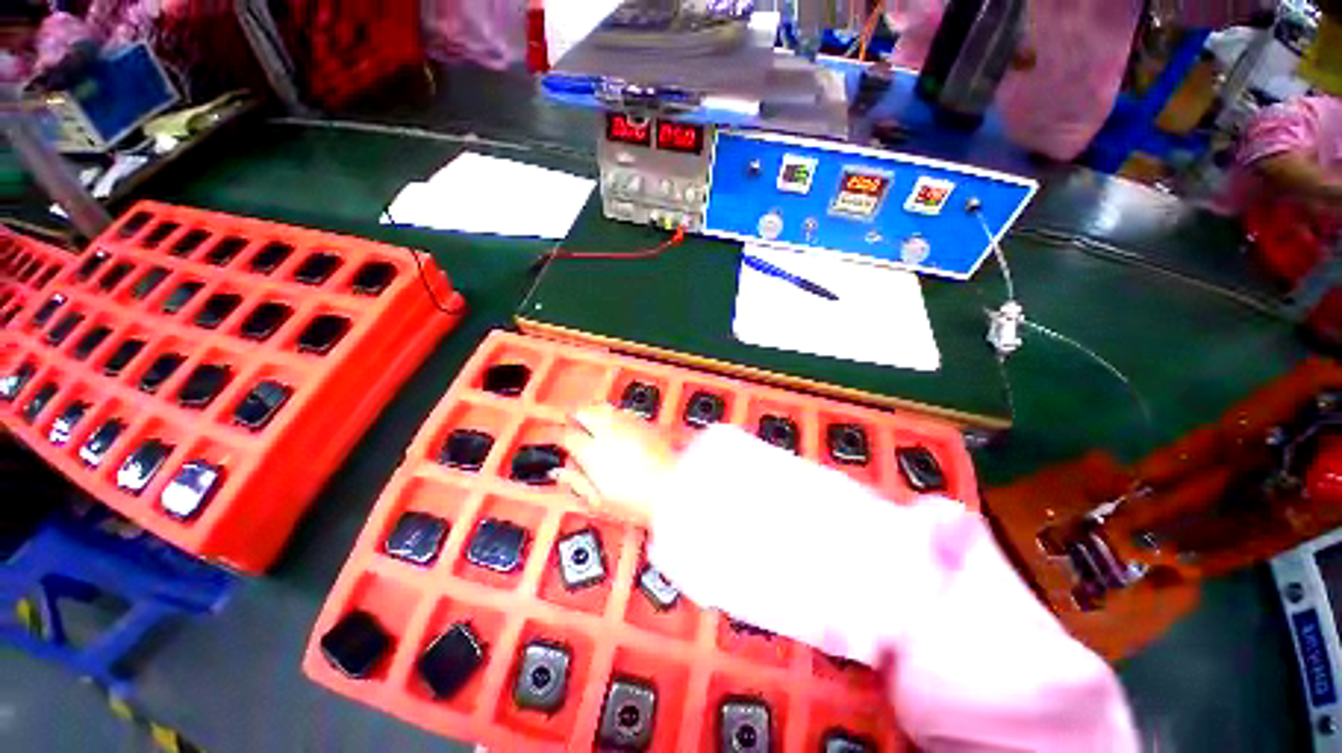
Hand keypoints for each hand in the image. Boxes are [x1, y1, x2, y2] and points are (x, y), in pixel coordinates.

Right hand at [554, 404, 676, 523]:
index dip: (560, 435)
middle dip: (575, 414)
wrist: (675, 490)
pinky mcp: (646, 424)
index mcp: (593, 452)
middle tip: (571, 421)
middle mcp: (609, 433)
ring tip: (590, 418)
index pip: (568, 436)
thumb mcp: (599, 501)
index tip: (559, 439)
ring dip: (594, 410)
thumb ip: (576, 483)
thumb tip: (559, 473)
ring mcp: (629, 426)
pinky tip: (614, 422)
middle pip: (585, 412)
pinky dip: (614, 413)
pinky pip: (623, 412)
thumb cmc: (638, 501)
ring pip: (604, 407)